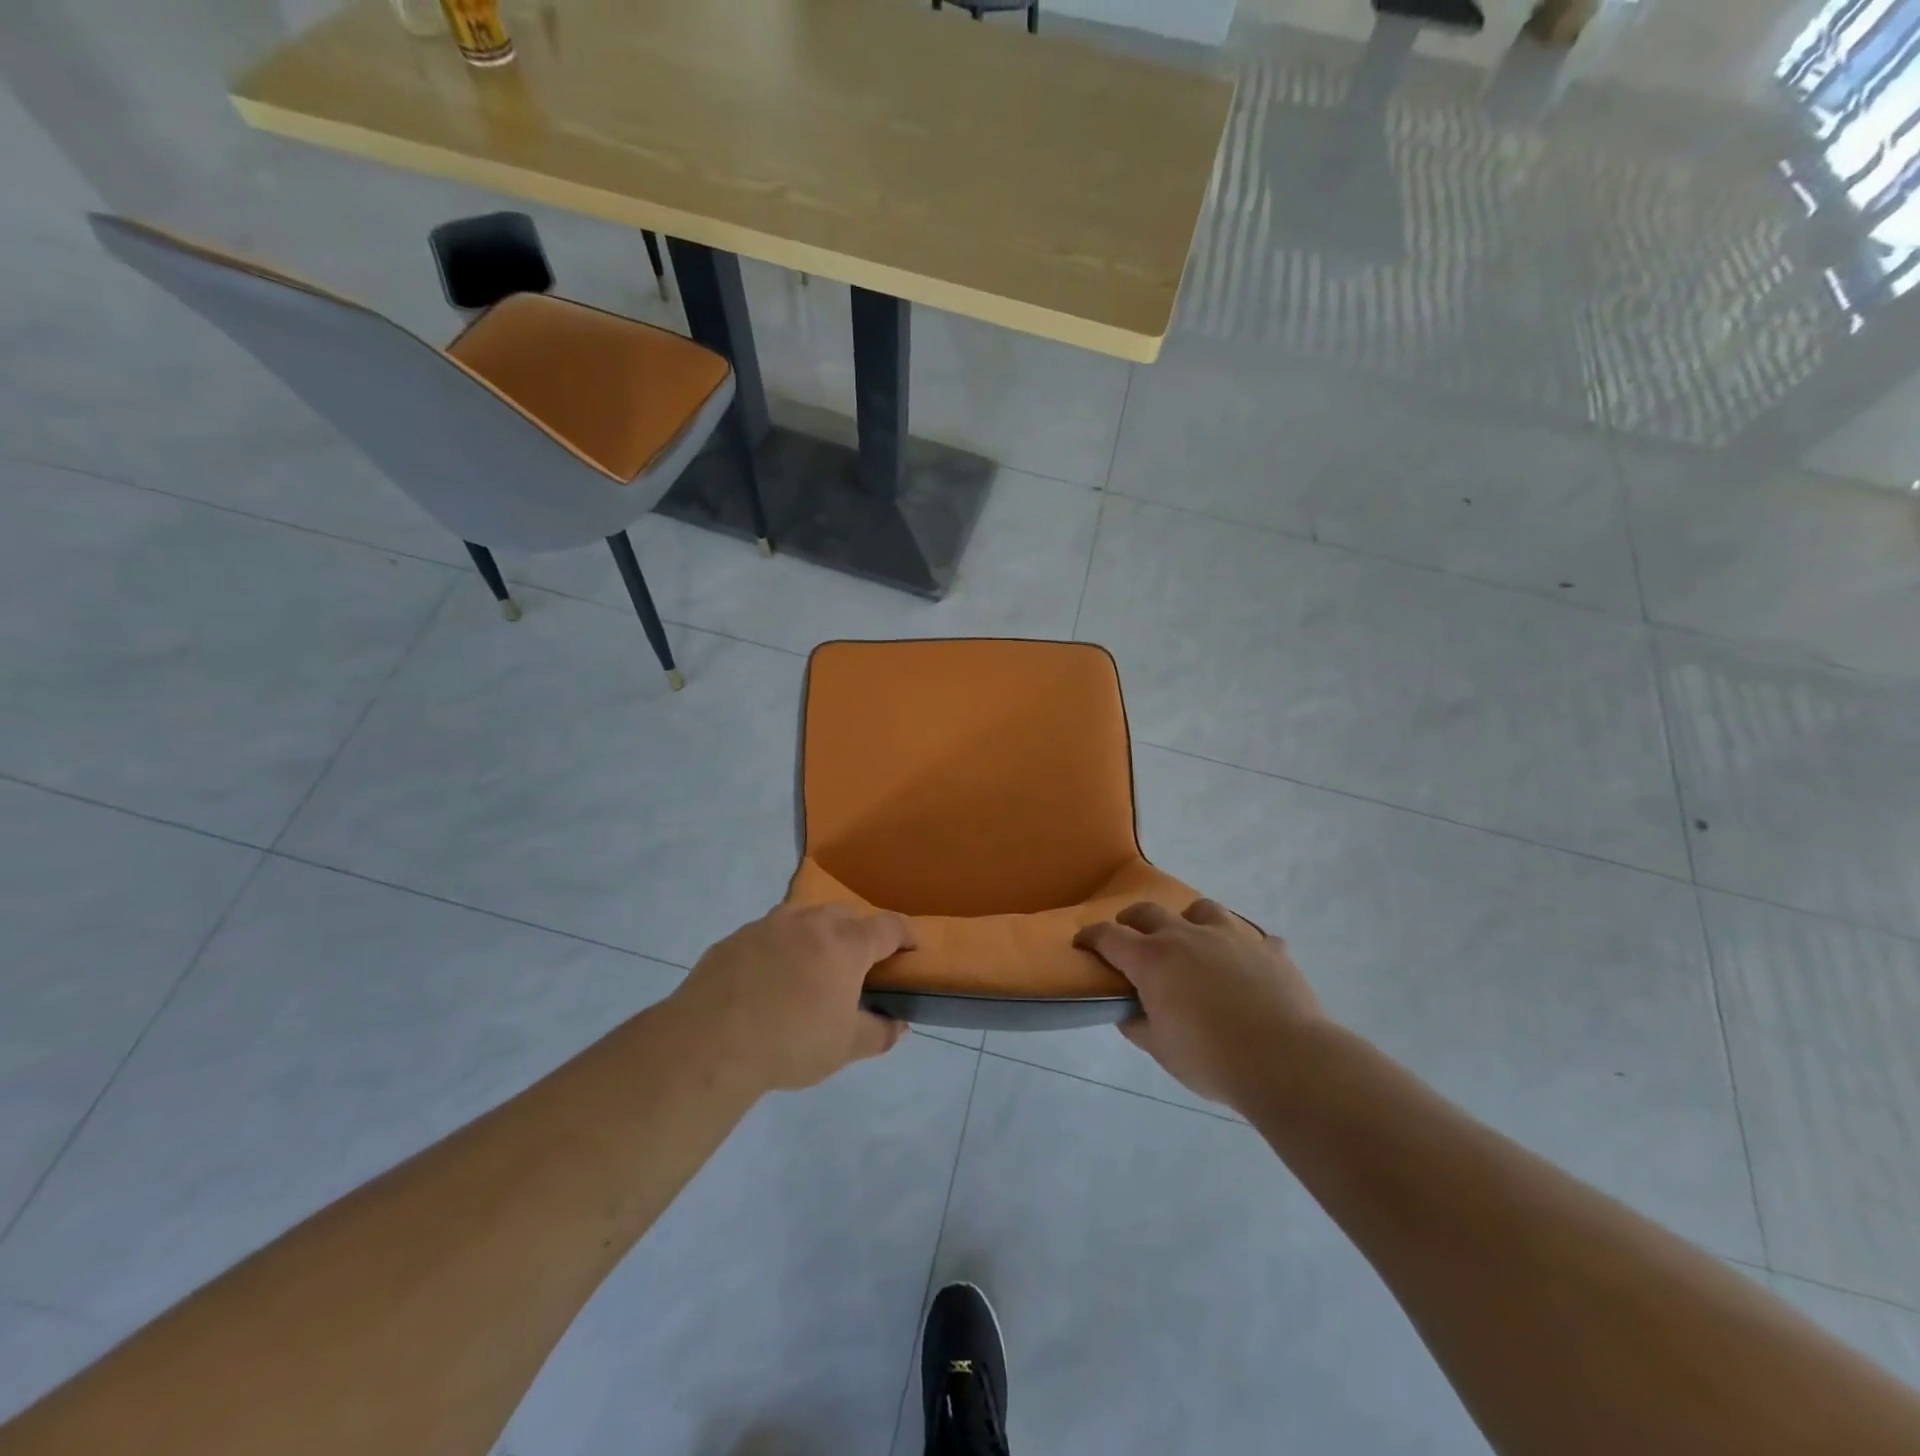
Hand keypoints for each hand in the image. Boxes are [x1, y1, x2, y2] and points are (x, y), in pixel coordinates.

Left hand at [673, 904, 914, 1091]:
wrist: (710, 1042)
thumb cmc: (791, 1042)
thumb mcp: (844, 1048)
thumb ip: (879, 1033)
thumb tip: (899, 1025)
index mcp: (845, 944)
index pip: (888, 926)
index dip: (905, 934)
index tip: (912, 947)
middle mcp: (810, 923)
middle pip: (846, 914)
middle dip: (859, 931)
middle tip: (859, 961)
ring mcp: (769, 926)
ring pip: (804, 917)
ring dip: (816, 933)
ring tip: (812, 965)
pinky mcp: (735, 938)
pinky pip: (768, 934)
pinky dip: (779, 947)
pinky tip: (768, 978)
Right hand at [1074, 899, 1324, 1108]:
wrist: (1286, 1060)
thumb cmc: (1211, 1058)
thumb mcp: (1160, 1049)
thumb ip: (1138, 1025)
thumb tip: (1128, 1013)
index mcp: (1153, 959)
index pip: (1109, 936)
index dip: (1091, 937)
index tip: (1082, 942)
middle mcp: (1187, 936)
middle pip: (1149, 912)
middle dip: (1132, 920)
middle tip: (1130, 936)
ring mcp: (1231, 937)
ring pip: (1202, 910)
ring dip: (1188, 921)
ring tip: (1191, 939)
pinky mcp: (1269, 949)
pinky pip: (1255, 938)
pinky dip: (1245, 948)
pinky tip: (1248, 966)